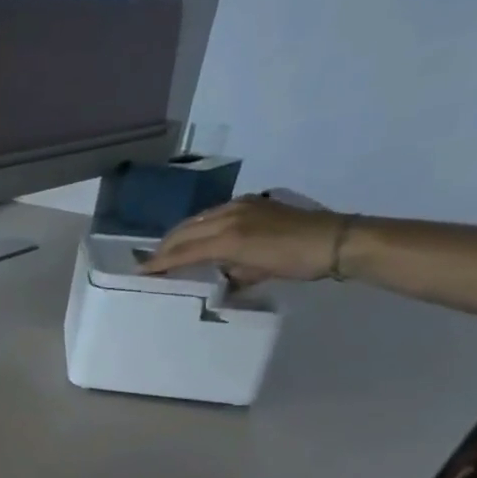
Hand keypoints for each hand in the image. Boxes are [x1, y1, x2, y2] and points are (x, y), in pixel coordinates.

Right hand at [140, 195, 344, 285]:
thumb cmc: (294, 261)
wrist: (336, 240)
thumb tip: (209, 274)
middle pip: (185, 231)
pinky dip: (200, 227)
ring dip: (180, 236)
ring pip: (198, 221)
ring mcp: (242, 206)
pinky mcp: (254, 203)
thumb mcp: (254, 272)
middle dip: (165, 247)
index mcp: (227, 235)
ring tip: (171, 250)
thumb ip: (225, 270)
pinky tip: (201, 237)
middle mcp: (229, 215)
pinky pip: (215, 214)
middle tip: (150, 262)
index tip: (140, 272)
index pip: (183, 250)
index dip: (160, 261)